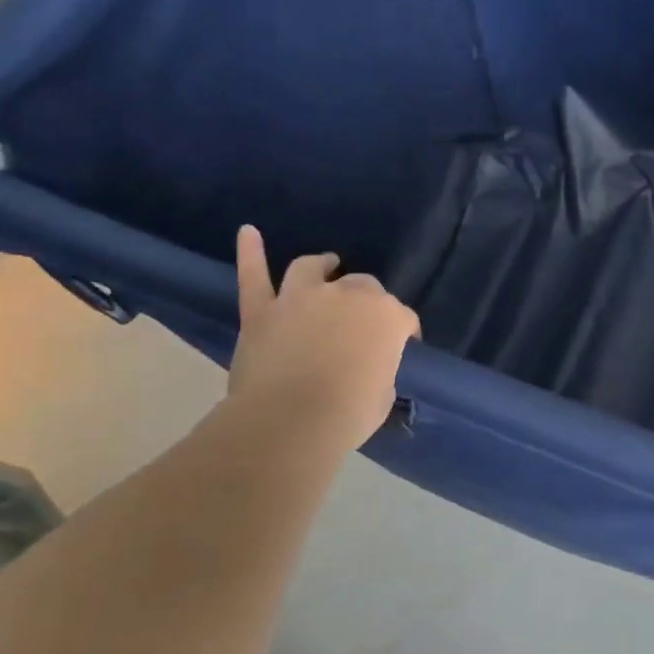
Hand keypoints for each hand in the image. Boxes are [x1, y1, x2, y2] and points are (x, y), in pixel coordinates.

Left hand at [229, 225, 419, 451]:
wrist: (289, 421)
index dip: (404, 333)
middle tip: (362, 321)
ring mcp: (301, 298)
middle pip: (363, 286)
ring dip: (321, 265)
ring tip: (326, 264)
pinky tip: (248, 232)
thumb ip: (379, 368)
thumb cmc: (349, 413)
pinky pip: (254, 276)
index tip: (402, 348)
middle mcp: (348, 296)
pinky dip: (251, 252)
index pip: (404, 318)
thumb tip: (366, 366)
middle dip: (367, 300)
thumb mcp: (383, 393)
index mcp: (387, 317)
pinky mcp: (262, 311)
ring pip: (311, 269)